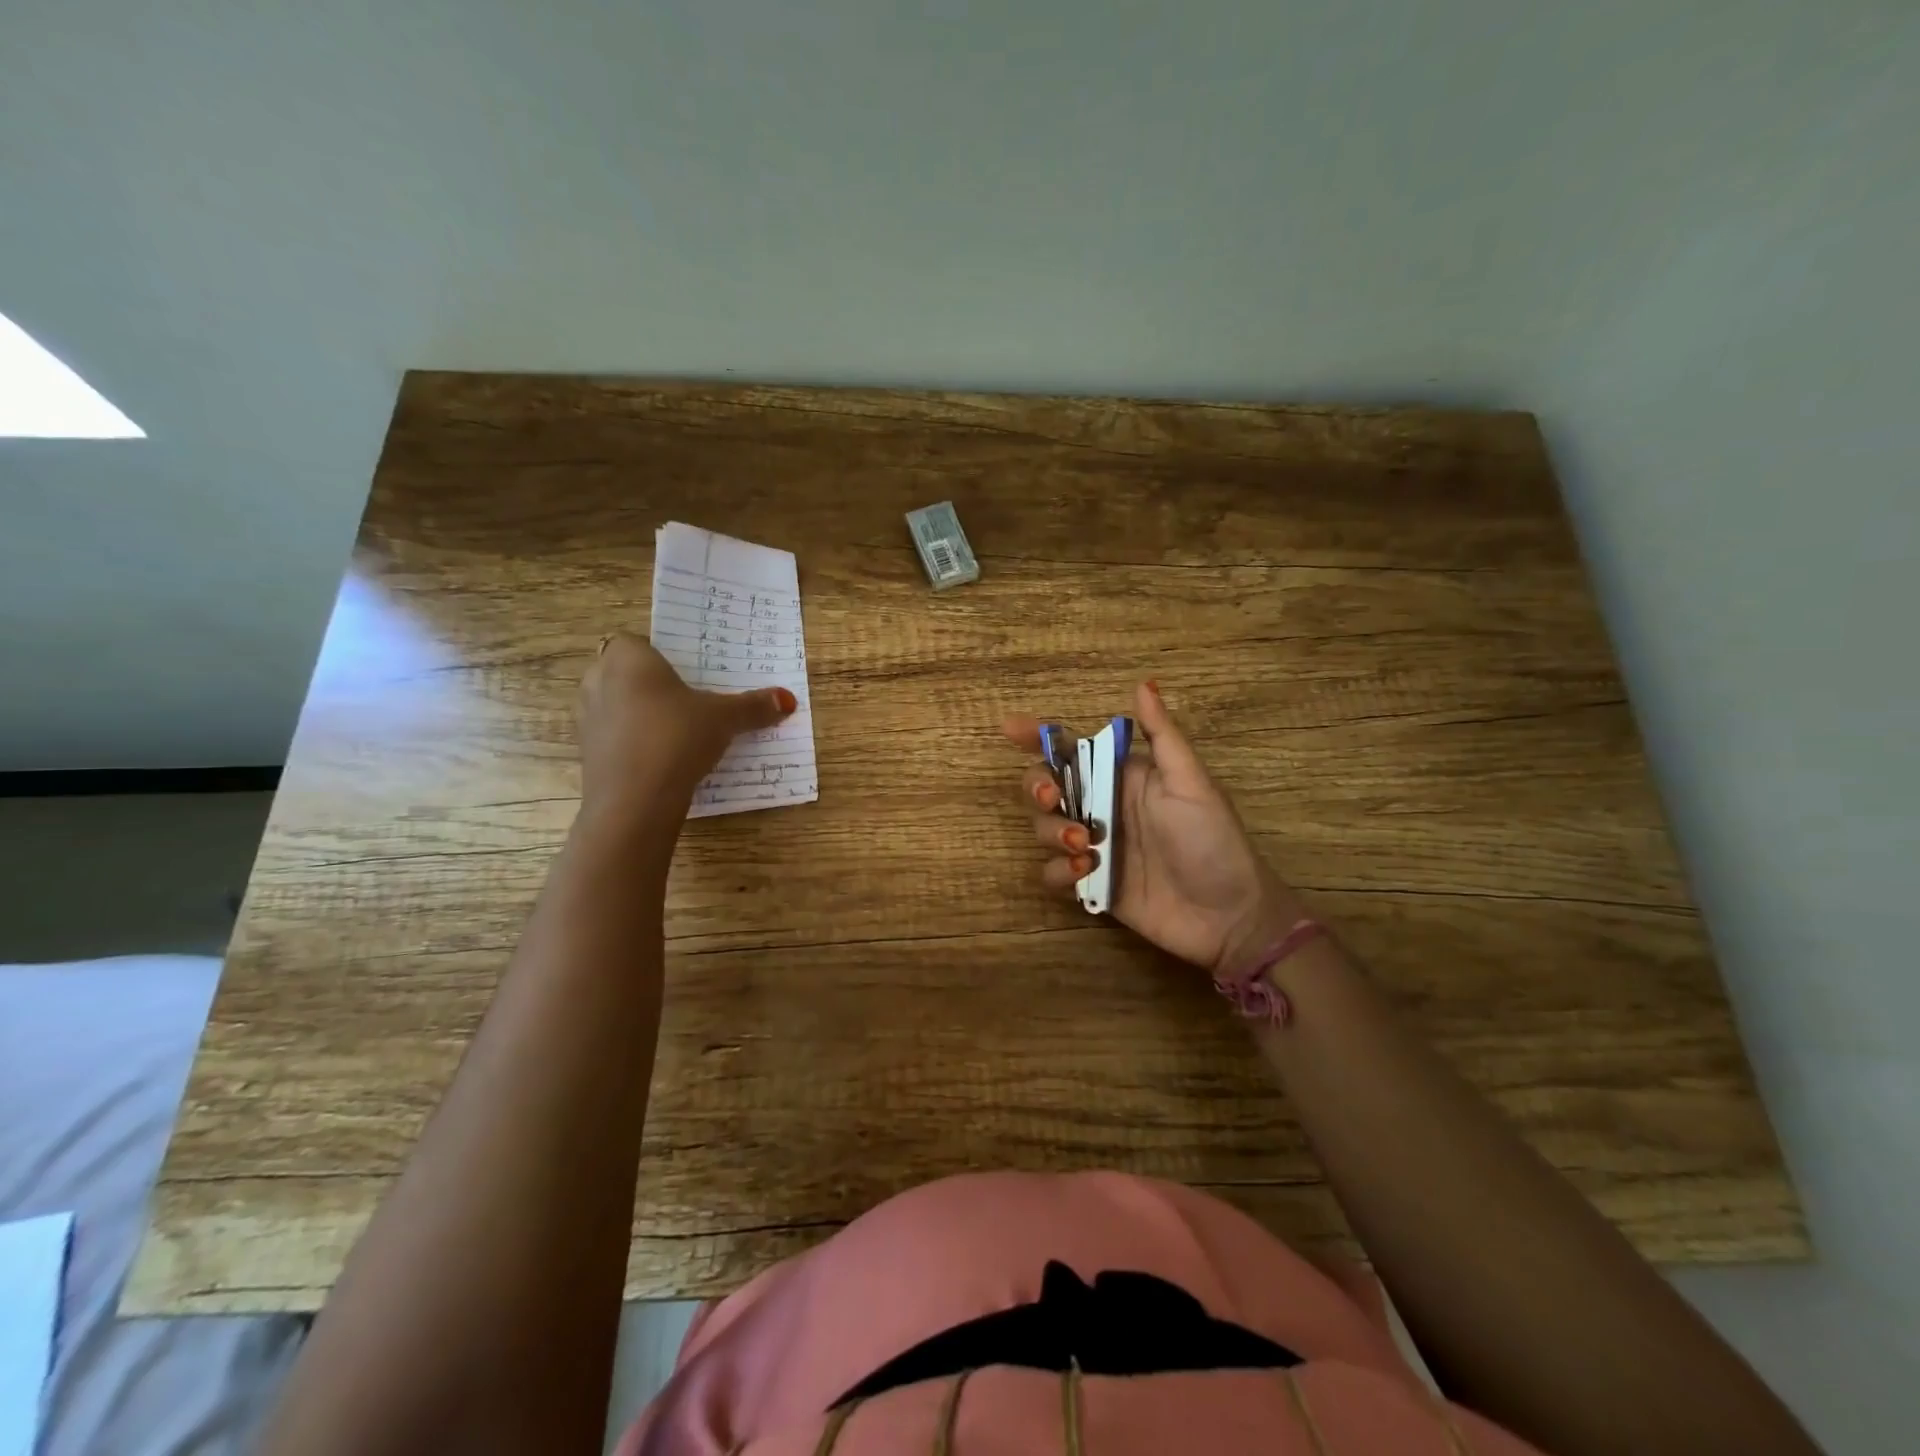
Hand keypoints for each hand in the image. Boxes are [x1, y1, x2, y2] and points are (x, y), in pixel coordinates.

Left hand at [579, 632, 795, 817]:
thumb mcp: (723, 719)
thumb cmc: (676, 737)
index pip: (634, 642)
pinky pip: (612, 736)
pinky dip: (630, 742)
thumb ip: (753, 707)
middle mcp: (598, 679)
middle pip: (623, 672)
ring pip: (614, 705)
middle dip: (647, 684)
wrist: (634, 800)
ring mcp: (585, 718)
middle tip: (684, 700)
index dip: (657, 655)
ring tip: (674, 731)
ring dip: (637, 713)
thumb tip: (788, 699)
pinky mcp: (586, 752)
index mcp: (627, 658)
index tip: (684, 674)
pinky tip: (659, 758)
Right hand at [1004, 682, 1304, 977]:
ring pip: (1042, 829)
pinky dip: (1059, 871)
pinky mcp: (1090, 884)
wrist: (1228, 916)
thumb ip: (1162, 736)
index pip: (1071, 749)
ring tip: (1084, 845)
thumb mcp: (1191, 783)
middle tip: (1054, 799)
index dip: (1037, 736)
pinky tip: (1087, 872)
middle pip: (1045, 787)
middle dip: (1038, 788)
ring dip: (1052, 832)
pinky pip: (1052, 872)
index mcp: (1122, 777)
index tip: (1011, 729)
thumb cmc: (1212, 840)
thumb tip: (1143, 683)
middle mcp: (1101, 807)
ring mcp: (1092, 847)